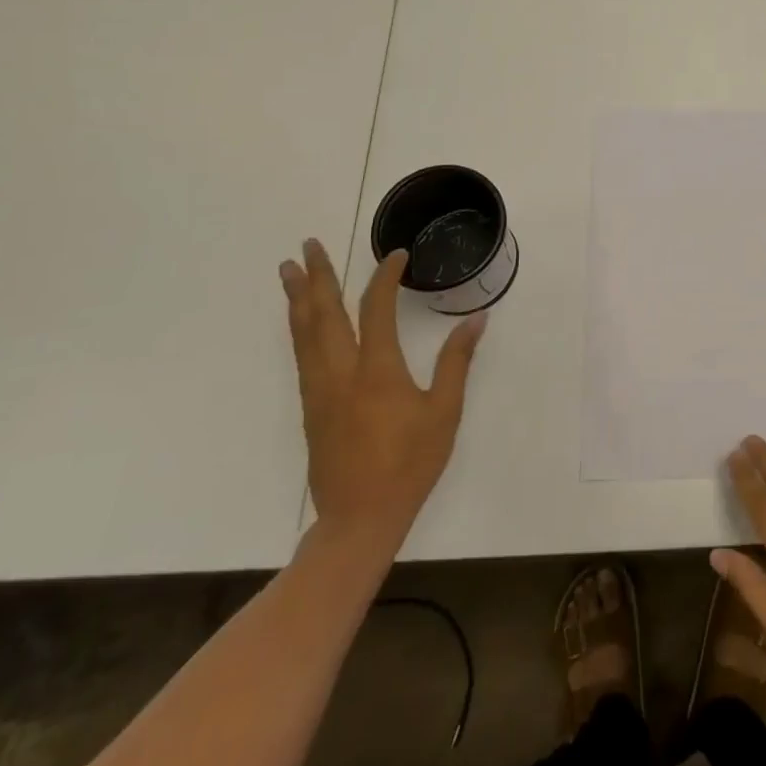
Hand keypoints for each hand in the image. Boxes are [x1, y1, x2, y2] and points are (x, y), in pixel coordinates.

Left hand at [280, 240, 484, 570]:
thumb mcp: (444, 412)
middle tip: (307, 245)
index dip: (385, 277)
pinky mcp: (310, 408)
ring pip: (304, 334)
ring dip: (298, 298)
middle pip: (324, 314)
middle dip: (317, 277)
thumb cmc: (410, 464)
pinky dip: (299, 327)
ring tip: (289, 270)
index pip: (377, 309)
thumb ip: (456, 361)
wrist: (359, 519)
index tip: (396, 255)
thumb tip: (476, 319)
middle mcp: (341, 373)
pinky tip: (300, 320)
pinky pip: (301, 355)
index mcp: (377, 371)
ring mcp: (319, 391)